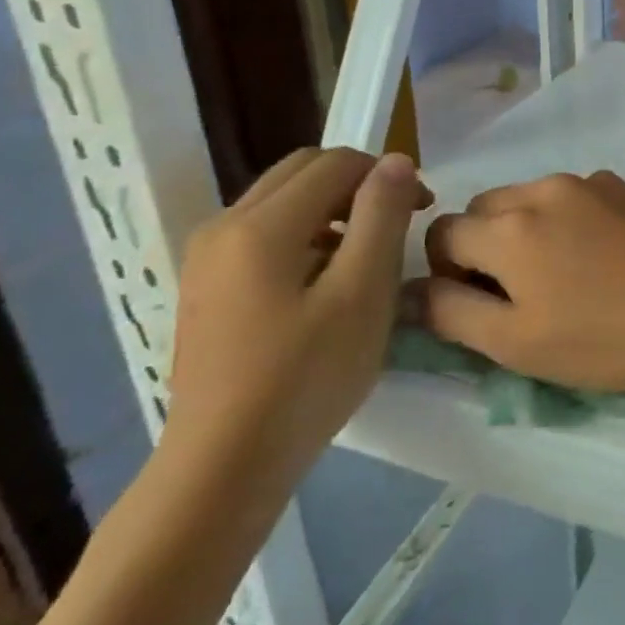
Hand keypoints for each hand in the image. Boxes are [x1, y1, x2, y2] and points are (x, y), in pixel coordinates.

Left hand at [164, 148, 430, 484]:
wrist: (225, 464)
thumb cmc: (307, 376)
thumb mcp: (363, 292)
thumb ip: (381, 216)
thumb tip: (395, 159)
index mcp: (261, 225)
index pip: (335, 163)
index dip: (387, 175)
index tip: (421, 211)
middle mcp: (223, 226)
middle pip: (302, 171)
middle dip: (357, 185)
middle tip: (396, 225)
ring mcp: (205, 257)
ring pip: (280, 200)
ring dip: (331, 209)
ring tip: (364, 258)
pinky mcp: (203, 286)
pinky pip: (261, 233)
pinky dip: (303, 234)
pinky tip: (323, 284)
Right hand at [409, 171, 624, 391]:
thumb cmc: (607, 336)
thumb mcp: (518, 343)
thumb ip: (452, 313)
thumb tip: (410, 291)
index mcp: (509, 226)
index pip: (444, 234)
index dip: (448, 273)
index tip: (480, 305)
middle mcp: (544, 189)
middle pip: (486, 210)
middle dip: (485, 247)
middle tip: (520, 295)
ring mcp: (591, 182)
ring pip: (531, 201)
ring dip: (528, 232)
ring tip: (566, 277)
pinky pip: (575, 198)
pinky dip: (569, 222)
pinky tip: (603, 259)